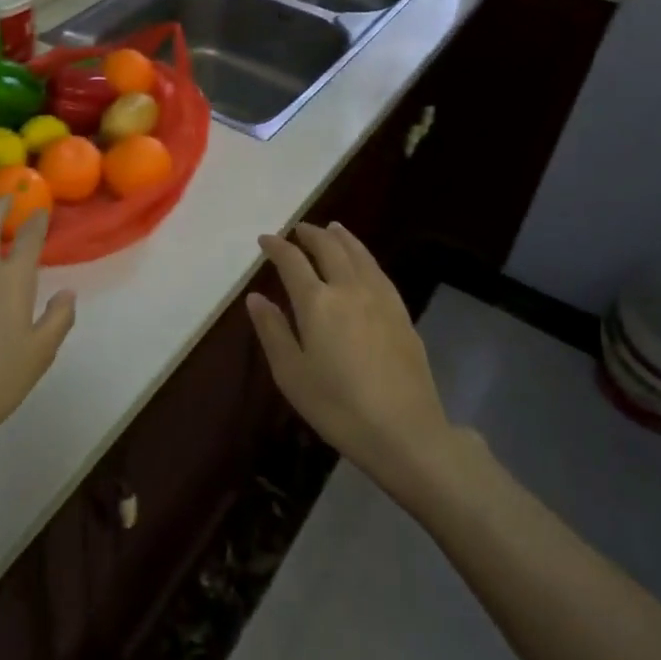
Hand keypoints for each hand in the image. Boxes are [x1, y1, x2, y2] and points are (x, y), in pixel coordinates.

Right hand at [247, 223, 452, 489]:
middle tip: (297, 229)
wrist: (404, 430)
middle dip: (310, 234)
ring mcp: (379, 297)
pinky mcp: (401, 311)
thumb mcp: (292, 374)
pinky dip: (363, 254)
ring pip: (358, 253)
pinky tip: (362, 261)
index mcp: (317, 302)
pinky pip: (377, 269)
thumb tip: (256, 297)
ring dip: (341, 237)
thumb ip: (273, 331)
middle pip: (329, 248)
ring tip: (331, 229)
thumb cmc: (338, 407)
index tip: (265, 239)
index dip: (277, 247)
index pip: (292, 261)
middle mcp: (348, 288)